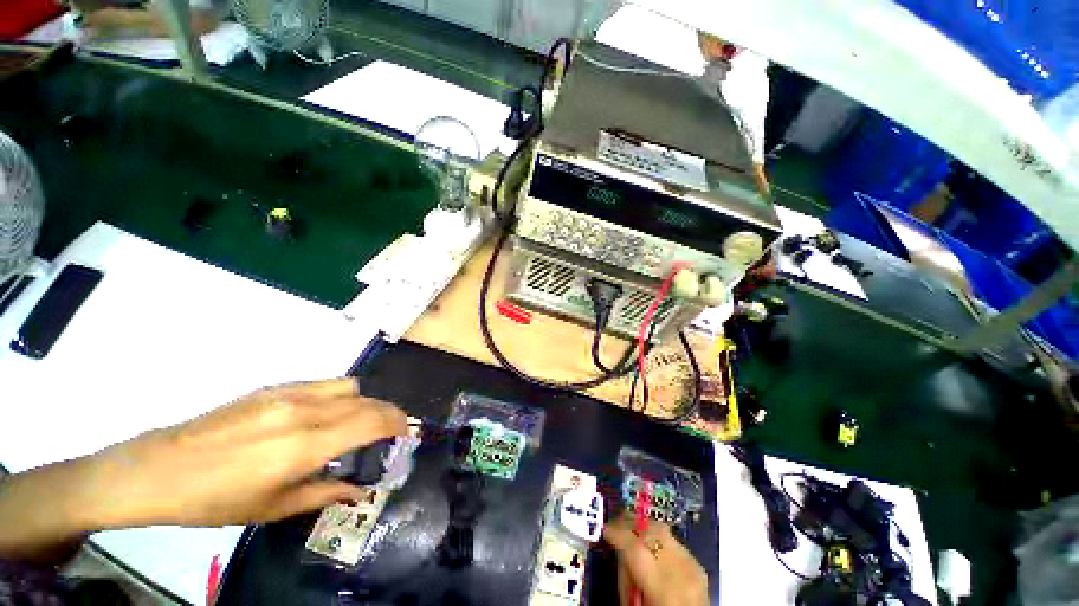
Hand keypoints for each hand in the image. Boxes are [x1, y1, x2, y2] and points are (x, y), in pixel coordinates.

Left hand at [0, 379, 406, 562]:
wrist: (158, 469)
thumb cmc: (215, 500)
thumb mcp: (272, 508)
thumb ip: (325, 494)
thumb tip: (361, 491)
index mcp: (305, 445)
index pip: (371, 422)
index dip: (397, 424)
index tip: (407, 433)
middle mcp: (304, 411)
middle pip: (367, 400)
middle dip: (388, 413)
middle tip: (391, 431)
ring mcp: (289, 394)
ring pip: (350, 386)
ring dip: (366, 402)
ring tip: (360, 422)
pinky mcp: (274, 387)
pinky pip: (325, 384)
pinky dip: (341, 395)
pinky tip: (328, 414)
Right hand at [603, 512, 708, 605]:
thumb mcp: (634, 604)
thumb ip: (627, 575)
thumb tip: (619, 549)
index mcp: (663, 588)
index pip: (635, 547)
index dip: (617, 532)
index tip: (605, 529)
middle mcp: (681, 571)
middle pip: (651, 530)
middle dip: (630, 523)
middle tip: (615, 525)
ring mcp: (693, 567)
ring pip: (663, 531)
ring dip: (644, 528)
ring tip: (631, 532)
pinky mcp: (699, 567)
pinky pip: (673, 543)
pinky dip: (659, 540)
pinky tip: (651, 548)